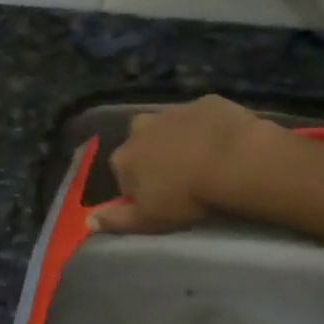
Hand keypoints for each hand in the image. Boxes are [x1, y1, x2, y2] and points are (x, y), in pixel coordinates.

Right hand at [89, 96, 285, 233]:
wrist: (235, 161)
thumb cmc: (186, 196)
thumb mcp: (148, 219)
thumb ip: (116, 221)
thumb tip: (88, 222)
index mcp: (123, 157)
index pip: (122, 174)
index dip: (138, 188)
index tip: (159, 200)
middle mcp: (140, 128)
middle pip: (142, 144)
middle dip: (154, 157)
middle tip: (181, 179)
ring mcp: (172, 111)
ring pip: (170, 127)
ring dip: (179, 139)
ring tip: (204, 160)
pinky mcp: (205, 102)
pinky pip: (202, 116)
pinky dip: (208, 127)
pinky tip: (224, 143)